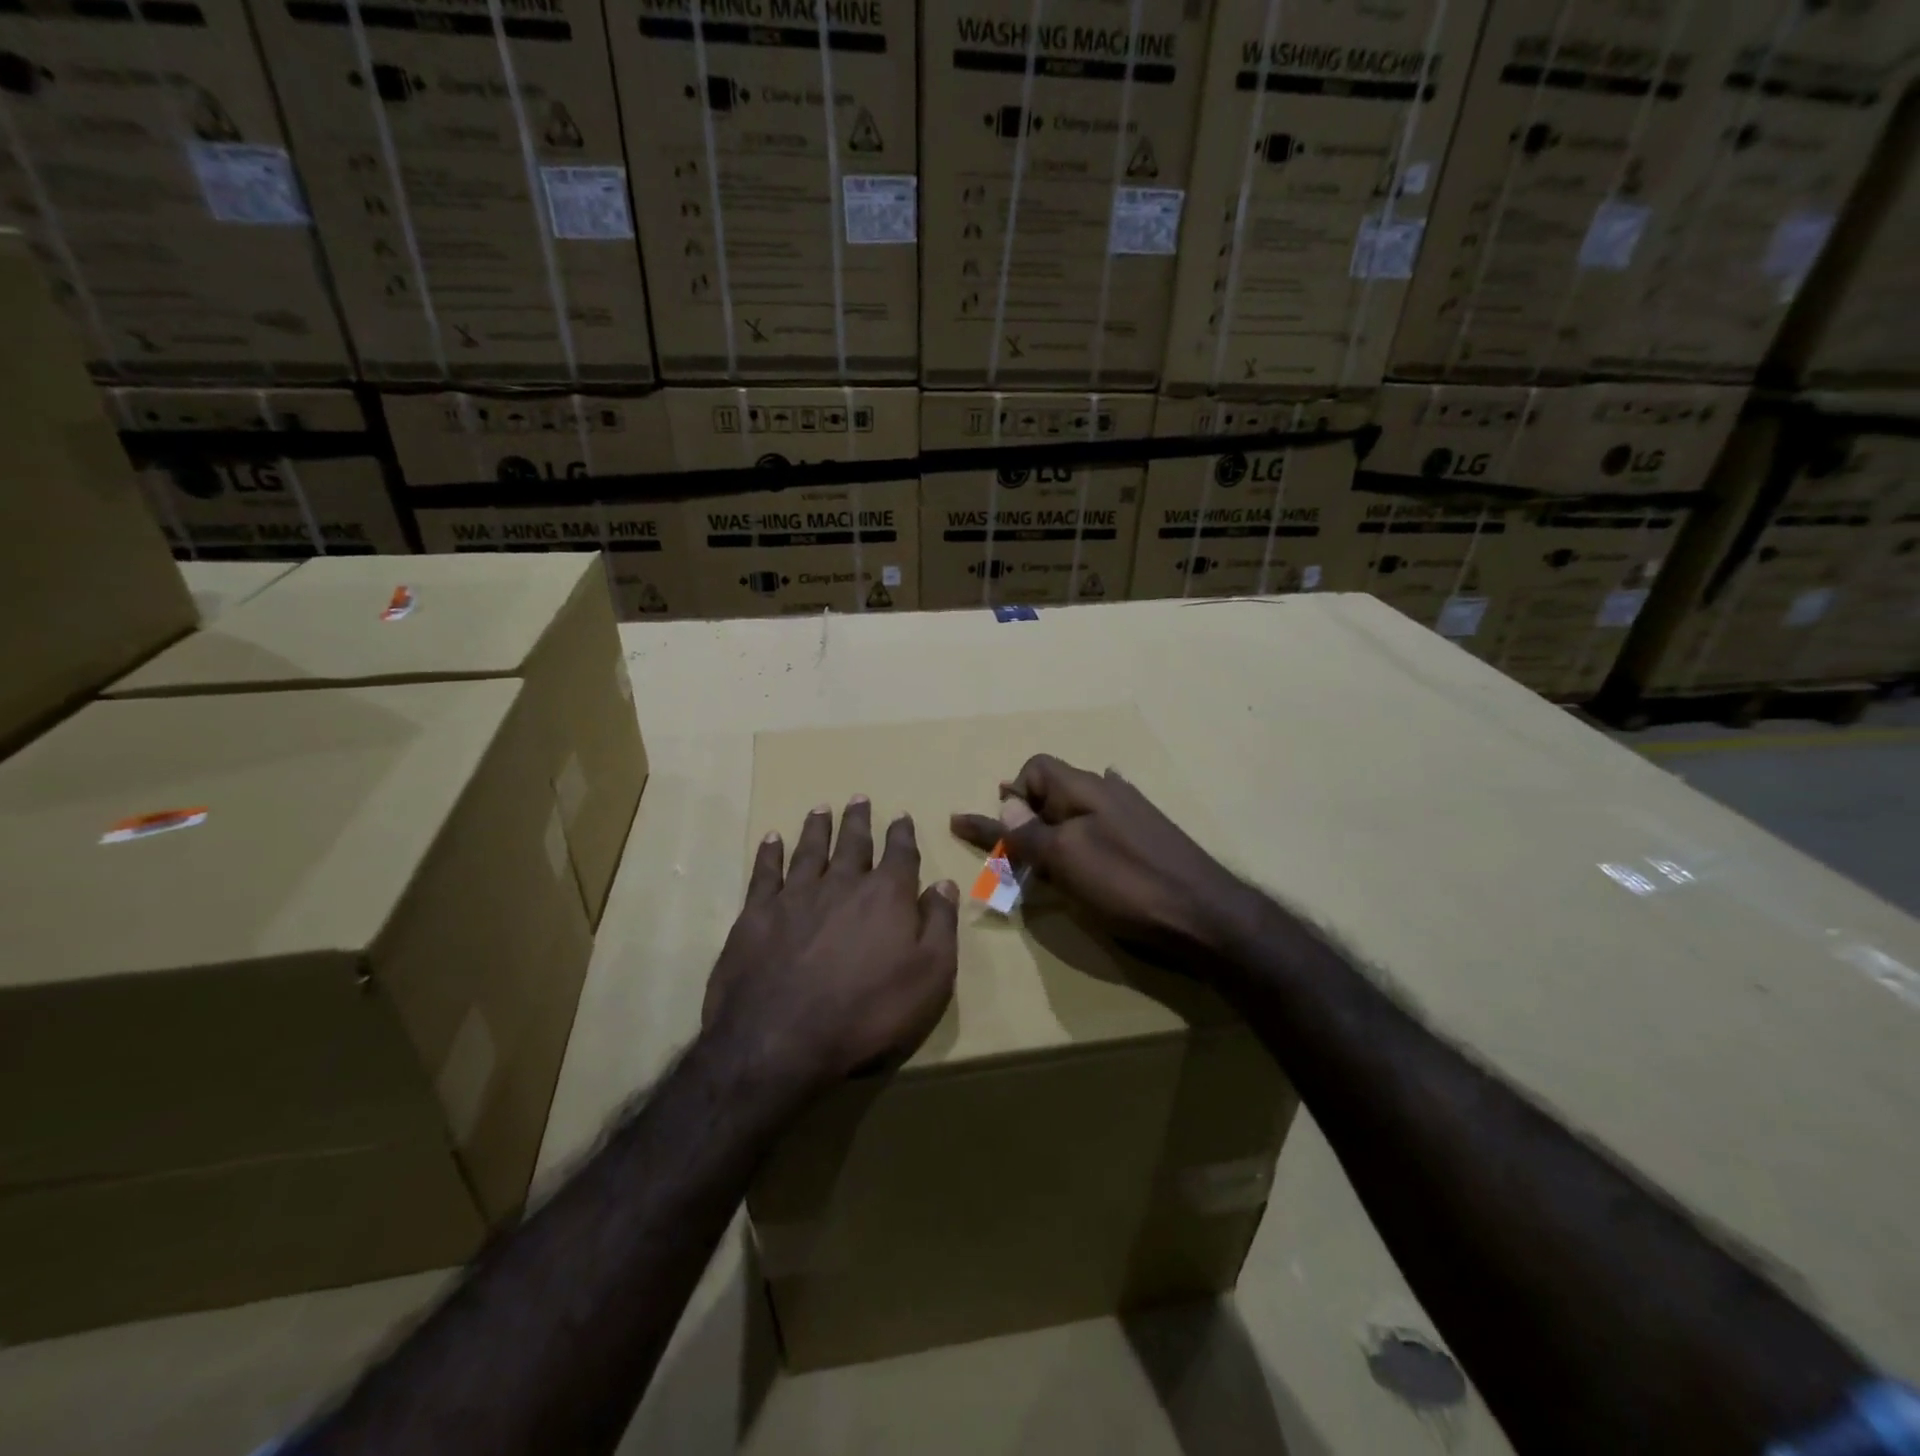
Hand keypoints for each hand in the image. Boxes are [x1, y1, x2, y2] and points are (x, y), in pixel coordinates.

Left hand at [703, 798, 958, 1096]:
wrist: (781, 1040)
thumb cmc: (869, 1013)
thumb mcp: (930, 977)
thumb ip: (940, 925)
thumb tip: (944, 884)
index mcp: (886, 896)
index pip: (899, 854)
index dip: (902, 834)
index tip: (901, 816)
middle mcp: (841, 884)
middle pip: (852, 843)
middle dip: (858, 821)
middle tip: (858, 798)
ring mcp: (795, 896)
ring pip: (809, 850)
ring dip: (817, 828)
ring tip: (821, 809)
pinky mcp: (755, 915)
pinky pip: (765, 873)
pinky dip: (770, 854)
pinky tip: (772, 839)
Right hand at [950, 754, 1256, 967]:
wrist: (1205, 913)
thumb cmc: (1127, 883)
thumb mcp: (1066, 859)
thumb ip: (1030, 833)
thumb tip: (1007, 805)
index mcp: (1083, 788)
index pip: (1035, 769)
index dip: (1014, 795)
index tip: (1004, 832)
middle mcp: (1106, 790)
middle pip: (1053, 787)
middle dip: (1026, 810)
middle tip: (1008, 843)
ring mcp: (1131, 812)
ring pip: (1077, 807)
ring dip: (1052, 823)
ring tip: (1038, 848)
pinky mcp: (1147, 837)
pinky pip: (1101, 823)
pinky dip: (1082, 831)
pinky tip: (1088, 835)